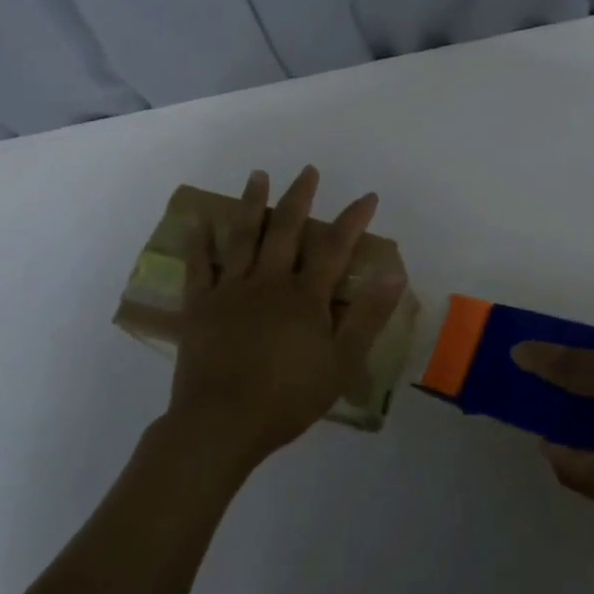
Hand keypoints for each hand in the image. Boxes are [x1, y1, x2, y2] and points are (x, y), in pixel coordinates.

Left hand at [166, 166, 403, 469]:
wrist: (221, 423)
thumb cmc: (288, 397)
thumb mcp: (342, 361)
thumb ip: (368, 315)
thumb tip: (394, 273)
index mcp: (306, 296)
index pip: (335, 247)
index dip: (353, 219)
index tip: (367, 196)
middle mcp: (269, 281)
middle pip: (286, 229)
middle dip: (299, 197)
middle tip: (308, 170)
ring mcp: (232, 290)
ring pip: (243, 236)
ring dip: (251, 203)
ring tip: (257, 175)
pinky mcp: (201, 306)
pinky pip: (200, 266)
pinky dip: (200, 242)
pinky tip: (199, 221)